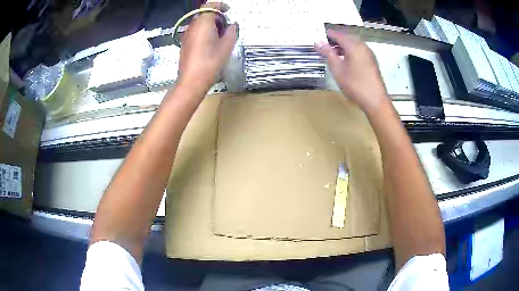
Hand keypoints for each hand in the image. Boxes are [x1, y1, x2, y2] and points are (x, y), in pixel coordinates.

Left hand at [177, 2, 237, 93]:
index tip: (228, 10)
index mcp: (203, 23)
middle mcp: (192, 26)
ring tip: (220, 36)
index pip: (210, 6)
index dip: (220, 6)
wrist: (192, 81)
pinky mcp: (185, 43)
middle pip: (204, 14)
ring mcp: (187, 35)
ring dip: (210, 24)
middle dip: (216, 16)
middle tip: (227, 26)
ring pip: (199, 23)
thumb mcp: (227, 46)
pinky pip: (195, 31)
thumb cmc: (210, 63)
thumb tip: (233, 25)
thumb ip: (232, 31)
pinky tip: (211, 43)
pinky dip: (204, 31)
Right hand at [315, 29, 388, 112]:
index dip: (327, 34)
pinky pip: (358, 50)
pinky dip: (350, 51)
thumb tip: (318, 42)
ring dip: (342, 46)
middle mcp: (362, 46)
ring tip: (332, 53)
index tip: (317, 37)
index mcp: (353, 45)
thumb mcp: (337, 68)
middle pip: (346, 37)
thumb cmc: (355, 84)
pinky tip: (345, 60)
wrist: (375, 100)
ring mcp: (368, 53)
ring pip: (353, 44)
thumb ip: (327, 53)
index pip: (337, 34)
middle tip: (324, 45)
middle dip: (335, 40)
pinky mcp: (371, 61)